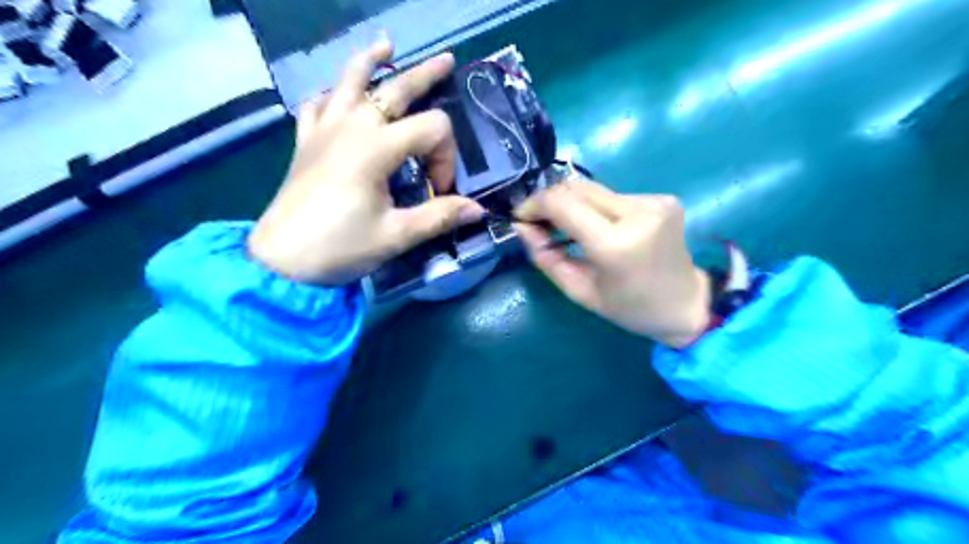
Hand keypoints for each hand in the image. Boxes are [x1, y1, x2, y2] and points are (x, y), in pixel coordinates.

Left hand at [247, 38, 483, 285]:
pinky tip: (338, 95)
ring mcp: (325, 129)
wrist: (282, 259)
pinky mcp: (306, 141)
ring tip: (387, 46)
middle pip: (397, 87)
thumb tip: (478, 209)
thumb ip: (439, 217)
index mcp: (377, 148)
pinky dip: (332, 93)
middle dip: (427, 75)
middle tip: (448, 61)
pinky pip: (318, 103)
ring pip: (349, 80)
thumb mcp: (396, 235)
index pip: (432, 130)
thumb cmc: (341, 247)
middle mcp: (352, 126)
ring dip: (371, 61)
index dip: (447, 158)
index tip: (440, 191)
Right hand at [515, 179, 708, 347]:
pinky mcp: (663, 199)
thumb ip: (546, 257)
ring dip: (575, 206)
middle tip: (539, 222)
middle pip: (577, 188)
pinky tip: (602, 229)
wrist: (685, 304)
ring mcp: (654, 202)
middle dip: (550, 202)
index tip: (522, 217)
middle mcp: (638, 213)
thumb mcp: (579, 291)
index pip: (563, 204)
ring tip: (570, 230)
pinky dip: (598, 209)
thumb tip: (522, 226)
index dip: (535, 204)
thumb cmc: (629, 308)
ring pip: (594, 190)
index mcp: (616, 244)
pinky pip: (614, 196)